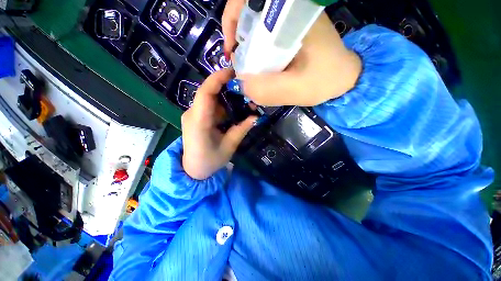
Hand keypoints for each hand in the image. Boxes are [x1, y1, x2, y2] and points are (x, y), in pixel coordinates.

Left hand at [181, 69, 256, 179]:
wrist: (193, 171)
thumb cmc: (209, 161)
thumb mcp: (229, 147)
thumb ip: (241, 130)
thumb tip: (256, 117)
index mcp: (199, 121)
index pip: (205, 93)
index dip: (218, 78)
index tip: (233, 72)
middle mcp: (192, 114)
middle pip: (208, 92)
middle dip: (225, 86)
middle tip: (243, 87)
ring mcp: (193, 115)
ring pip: (209, 99)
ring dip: (225, 97)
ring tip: (241, 99)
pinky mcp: (196, 118)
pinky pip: (209, 106)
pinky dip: (222, 105)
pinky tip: (232, 110)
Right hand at [222, 3, 361, 105]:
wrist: (343, 77)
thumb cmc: (325, 81)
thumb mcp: (296, 90)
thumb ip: (268, 90)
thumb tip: (242, 84)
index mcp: (293, 14)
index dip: (232, 20)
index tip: (232, 49)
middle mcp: (291, 10)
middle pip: (249, 11)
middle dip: (238, 37)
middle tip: (239, 63)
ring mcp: (291, 20)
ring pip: (256, 24)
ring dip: (247, 45)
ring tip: (249, 67)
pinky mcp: (291, 31)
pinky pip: (265, 35)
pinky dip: (257, 50)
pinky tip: (261, 66)